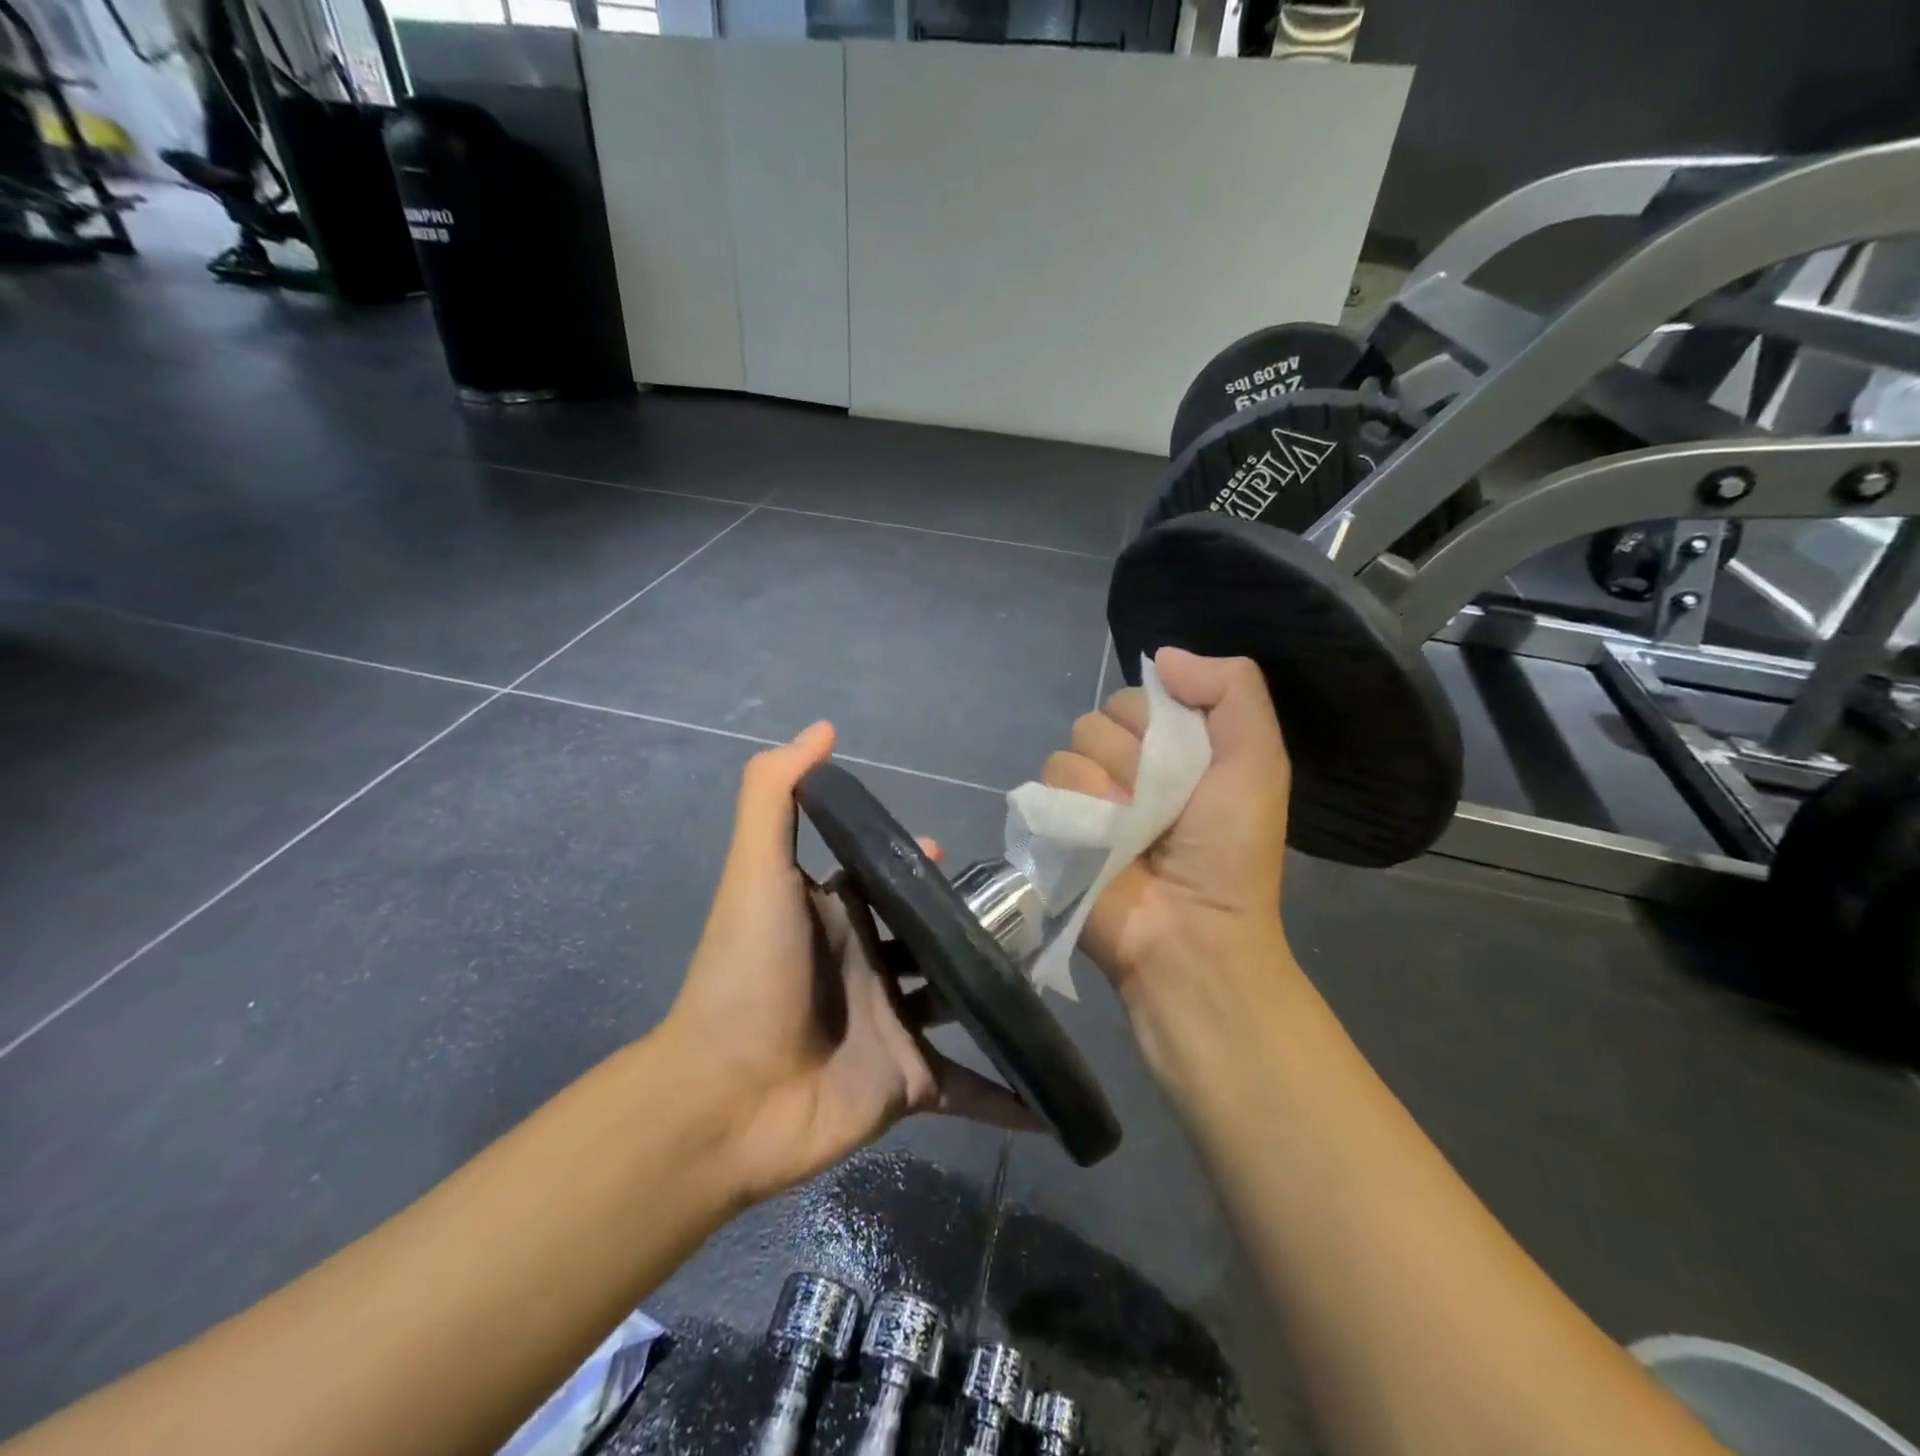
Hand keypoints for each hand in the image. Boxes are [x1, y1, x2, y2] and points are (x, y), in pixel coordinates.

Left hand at [664, 722, 1033, 1204]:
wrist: (725, 1099)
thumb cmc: (749, 974)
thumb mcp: (757, 872)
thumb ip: (775, 794)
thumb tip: (824, 728)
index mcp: (838, 917)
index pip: (887, 880)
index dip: (917, 864)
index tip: (951, 856)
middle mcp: (870, 966)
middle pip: (934, 937)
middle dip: (974, 923)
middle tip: (1026, 913)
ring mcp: (894, 1026)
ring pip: (961, 1002)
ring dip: (1000, 992)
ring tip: (1052, 974)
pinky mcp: (911, 1083)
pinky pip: (970, 1086)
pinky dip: (1008, 1094)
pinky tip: (1053, 1093)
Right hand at [1042, 649, 1297, 1047]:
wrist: (1192, 930)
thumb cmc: (1230, 849)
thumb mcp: (1257, 759)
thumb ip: (1231, 690)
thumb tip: (1162, 657)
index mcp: (1171, 745)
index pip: (1140, 694)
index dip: (1160, 720)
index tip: (1187, 760)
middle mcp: (1125, 764)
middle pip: (1101, 716)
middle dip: (1134, 756)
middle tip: (1162, 803)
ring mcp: (1087, 795)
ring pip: (1073, 747)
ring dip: (1108, 786)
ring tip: (1132, 830)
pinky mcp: (1055, 822)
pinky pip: (1050, 782)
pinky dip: (1079, 808)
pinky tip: (1101, 842)